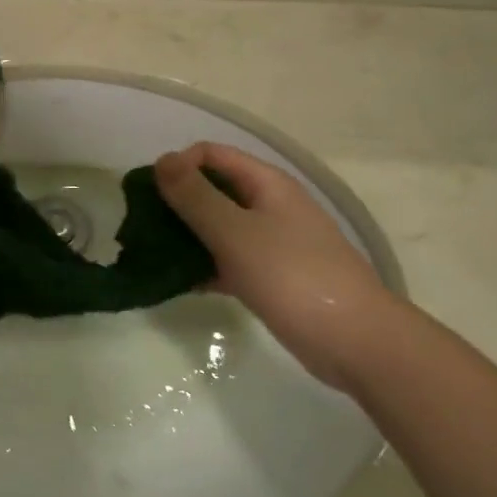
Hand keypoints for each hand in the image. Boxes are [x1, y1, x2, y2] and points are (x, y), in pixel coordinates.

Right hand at [155, 142, 401, 389]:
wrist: (355, 341)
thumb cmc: (293, 276)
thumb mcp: (236, 232)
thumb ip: (196, 196)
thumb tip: (161, 159)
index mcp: (266, 184)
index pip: (211, 155)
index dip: (177, 166)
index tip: (145, 195)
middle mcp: (269, 205)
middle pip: (213, 189)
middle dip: (176, 202)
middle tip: (141, 227)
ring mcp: (271, 242)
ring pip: (218, 227)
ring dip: (185, 236)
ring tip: (150, 254)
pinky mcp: (270, 276)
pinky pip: (227, 260)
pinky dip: (202, 266)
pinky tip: (175, 283)